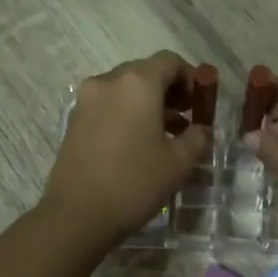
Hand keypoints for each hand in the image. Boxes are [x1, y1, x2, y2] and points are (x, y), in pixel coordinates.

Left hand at [40, 52, 211, 250]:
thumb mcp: (179, 162)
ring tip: (168, 134)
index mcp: (137, 82)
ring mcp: (87, 99)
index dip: (191, 77)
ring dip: (149, 103)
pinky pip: (109, 105)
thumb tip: (202, 129)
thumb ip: (198, 137)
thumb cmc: (134, 182)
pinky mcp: (75, 120)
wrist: (77, 215)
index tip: (202, 101)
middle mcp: (109, 81)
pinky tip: (140, 142)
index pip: (170, 61)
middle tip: (188, 117)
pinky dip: (128, 113)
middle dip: (169, 90)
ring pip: (125, 89)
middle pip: (146, 72)